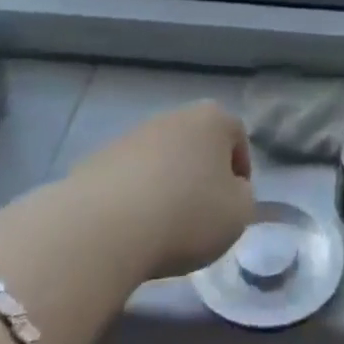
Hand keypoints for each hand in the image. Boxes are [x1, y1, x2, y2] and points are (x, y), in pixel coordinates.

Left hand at [63, 101, 255, 280]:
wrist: (106, 225)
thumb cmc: (188, 213)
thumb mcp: (238, 214)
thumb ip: (243, 197)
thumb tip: (230, 190)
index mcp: (212, 119)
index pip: (237, 137)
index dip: (241, 172)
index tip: (235, 204)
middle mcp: (174, 116)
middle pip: (196, 144)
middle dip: (201, 174)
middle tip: (202, 215)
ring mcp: (133, 135)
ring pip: (162, 159)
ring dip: (168, 185)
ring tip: (164, 226)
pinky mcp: (100, 158)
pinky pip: (130, 177)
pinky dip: (136, 196)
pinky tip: (133, 227)